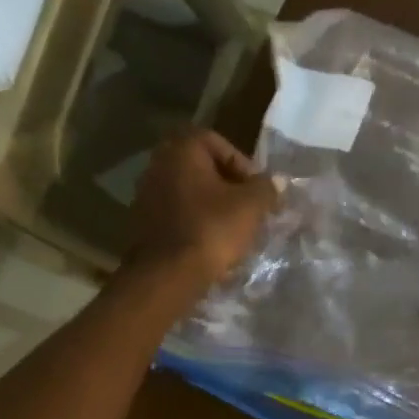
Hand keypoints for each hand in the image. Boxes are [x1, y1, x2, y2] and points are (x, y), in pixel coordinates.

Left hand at [127, 130, 278, 287]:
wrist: (167, 275)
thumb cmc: (212, 230)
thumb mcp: (251, 206)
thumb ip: (267, 188)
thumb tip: (276, 182)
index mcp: (181, 150)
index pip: (217, 143)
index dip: (242, 164)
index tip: (256, 190)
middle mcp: (158, 165)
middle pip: (202, 169)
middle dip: (228, 187)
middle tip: (248, 208)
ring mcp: (145, 195)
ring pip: (189, 193)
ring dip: (212, 207)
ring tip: (233, 229)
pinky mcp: (142, 224)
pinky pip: (177, 216)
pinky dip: (195, 224)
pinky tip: (211, 244)